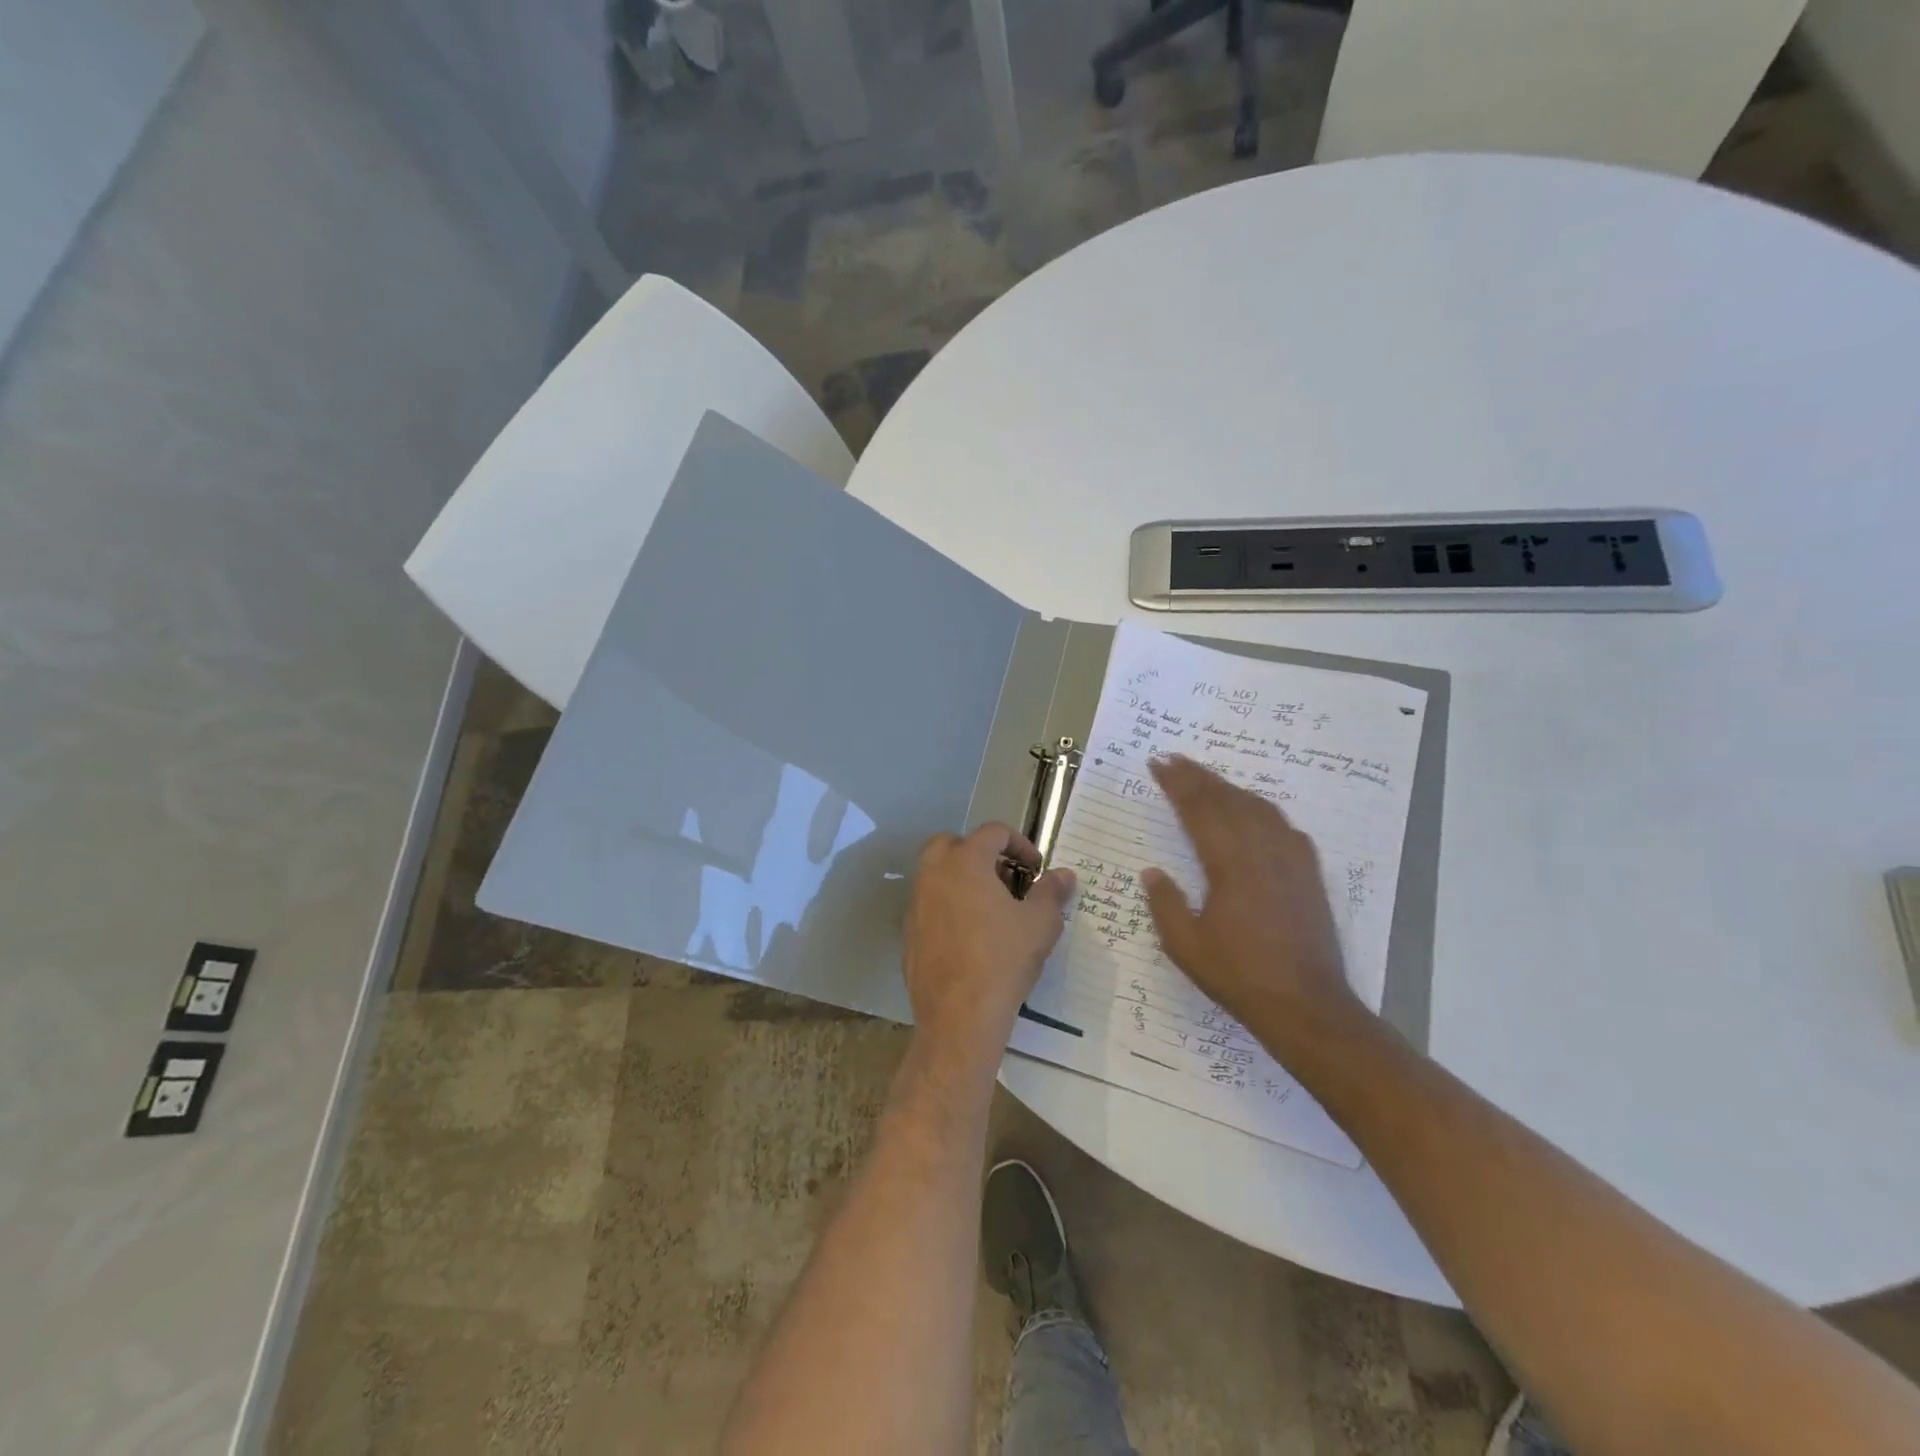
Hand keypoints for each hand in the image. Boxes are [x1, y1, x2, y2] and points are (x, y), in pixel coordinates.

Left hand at [903, 824, 1076, 1061]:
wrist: (959, 1016)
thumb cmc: (1003, 959)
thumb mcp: (1040, 924)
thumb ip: (1051, 892)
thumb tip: (1063, 875)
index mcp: (965, 862)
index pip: (993, 832)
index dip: (1020, 844)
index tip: (1037, 870)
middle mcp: (934, 874)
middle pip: (953, 843)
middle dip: (981, 853)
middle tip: (1006, 879)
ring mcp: (916, 903)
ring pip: (937, 874)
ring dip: (963, 879)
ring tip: (992, 909)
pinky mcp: (909, 932)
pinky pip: (930, 905)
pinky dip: (949, 906)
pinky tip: (971, 936)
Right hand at [1141, 755, 1362, 1036]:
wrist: (1307, 1005)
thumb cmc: (1240, 975)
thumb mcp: (1186, 946)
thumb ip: (1166, 904)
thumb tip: (1152, 872)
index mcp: (1229, 865)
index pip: (1199, 810)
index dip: (1177, 783)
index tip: (1159, 763)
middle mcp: (1262, 852)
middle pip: (1228, 800)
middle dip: (1199, 777)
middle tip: (1175, 759)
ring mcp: (1291, 861)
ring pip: (1259, 808)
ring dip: (1230, 788)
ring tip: (1209, 779)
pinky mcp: (1309, 875)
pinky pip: (1284, 827)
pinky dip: (1263, 810)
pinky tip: (1257, 813)